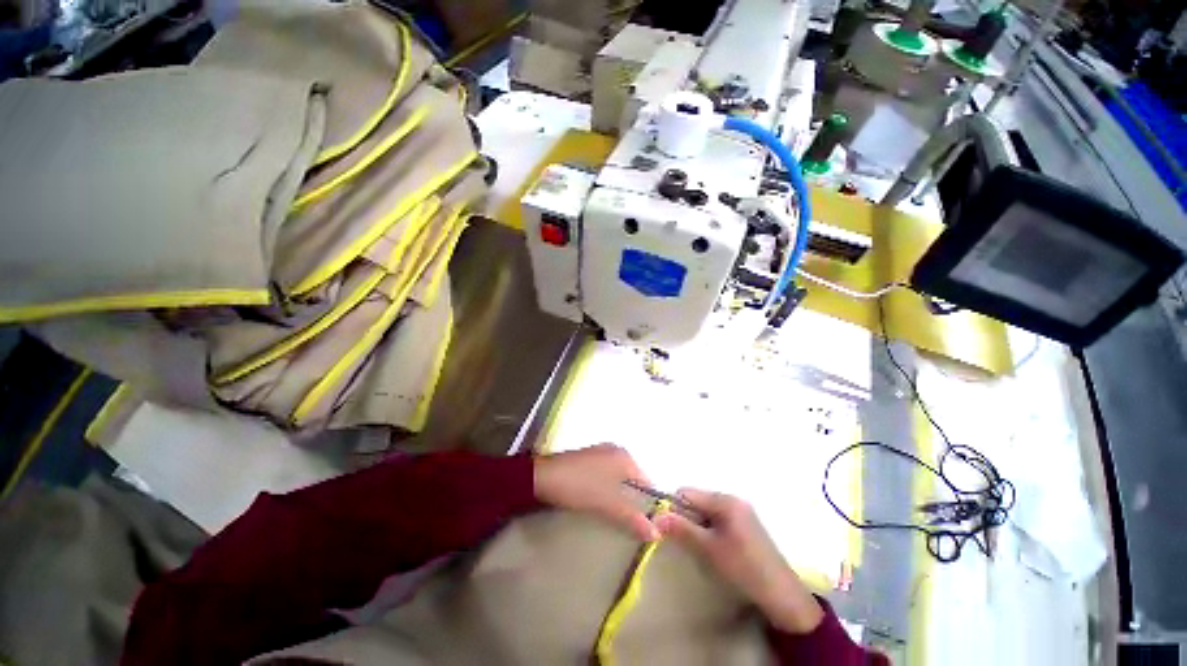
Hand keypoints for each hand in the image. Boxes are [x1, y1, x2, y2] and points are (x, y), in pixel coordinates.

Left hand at [534, 444, 658, 541]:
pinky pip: (606, 475)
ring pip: (618, 479)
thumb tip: (656, 534)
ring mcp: (600, 453)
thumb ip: (632, 518)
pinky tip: (599, 502)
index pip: (647, 482)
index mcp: (625, 457)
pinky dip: (607, 489)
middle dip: (633, 501)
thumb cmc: (579, 486)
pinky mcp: (588, 459)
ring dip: (619, 497)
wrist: (542, 476)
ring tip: (614, 517)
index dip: (649, 505)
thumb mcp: (607, 504)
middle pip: (633, 480)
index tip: (647, 526)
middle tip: (630, 525)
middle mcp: (616, 451)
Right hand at [655, 489, 823, 633]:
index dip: (674, 507)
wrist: (782, 594)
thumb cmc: (743, 567)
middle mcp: (732, 498)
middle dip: (687, 516)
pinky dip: (710, 528)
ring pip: (707, 509)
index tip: (669, 528)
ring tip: (702, 546)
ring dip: (698, 523)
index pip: (687, 493)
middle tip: (686, 540)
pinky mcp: (746, 523)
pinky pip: (719, 517)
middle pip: (697, 499)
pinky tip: (715, 547)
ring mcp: (741, 510)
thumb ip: (682, 529)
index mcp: (723, 500)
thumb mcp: (708, 549)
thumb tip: (655, 516)